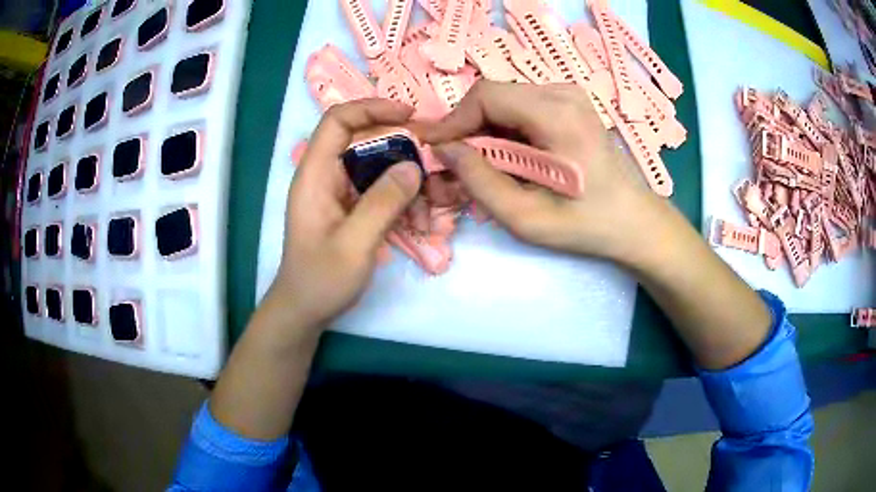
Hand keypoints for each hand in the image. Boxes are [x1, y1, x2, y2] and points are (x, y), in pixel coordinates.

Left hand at [269, 99, 421, 328]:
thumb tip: (413, 165)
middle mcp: (325, 175)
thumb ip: (383, 203)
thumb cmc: (320, 280)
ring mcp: (338, 191)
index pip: (338, 122)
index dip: (372, 108)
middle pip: (364, 140)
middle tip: (434, 160)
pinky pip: (380, 188)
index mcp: (315, 175)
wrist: (305, 310)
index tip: (409, 115)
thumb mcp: (354, 244)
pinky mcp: (350, 207)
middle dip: (401, 146)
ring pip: (377, 165)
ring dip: (406, 179)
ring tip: (431, 202)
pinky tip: (420, 220)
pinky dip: (402, 198)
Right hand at [425, 81, 663, 265]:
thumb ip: (479, 181)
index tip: (433, 150)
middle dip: (466, 128)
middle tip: (452, 164)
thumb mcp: (526, 217)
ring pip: (504, 100)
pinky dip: (503, 130)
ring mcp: (569, 94)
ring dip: (483, 130)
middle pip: (493, 95)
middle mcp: (563, 92)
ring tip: (478, 166)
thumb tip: (445, 150)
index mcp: (557, 114)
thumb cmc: (586, 225)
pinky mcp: (570, 104)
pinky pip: (521, 107)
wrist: (634, 221)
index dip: (452, 121)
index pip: (486, 96)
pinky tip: (506, 158)